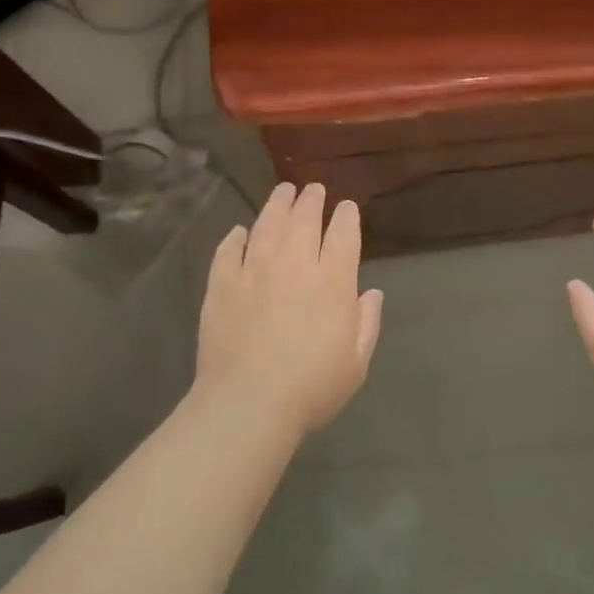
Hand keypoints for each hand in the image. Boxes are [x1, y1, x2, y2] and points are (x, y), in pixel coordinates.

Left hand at [194, 183, 383, 436]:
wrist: (248, 403)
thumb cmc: (311, 388)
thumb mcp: (356, 363)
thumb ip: (367, 323)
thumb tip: (371, 293)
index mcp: (332, 282)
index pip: (343, 234)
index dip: (346, 216)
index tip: (346, 207)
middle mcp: (294, 265)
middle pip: (303, 220)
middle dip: (311, 200)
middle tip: (313, 190)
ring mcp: (254, 270)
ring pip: (267, 224)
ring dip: (277, 205)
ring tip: (283, 191)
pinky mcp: (222, 284)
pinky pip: (228, 251)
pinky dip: (235, 237)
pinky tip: (239, 232)